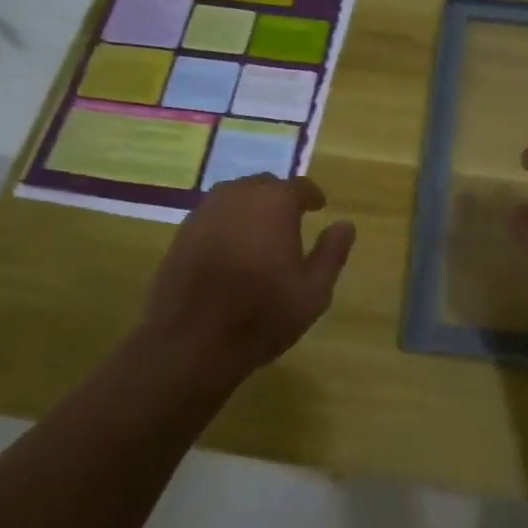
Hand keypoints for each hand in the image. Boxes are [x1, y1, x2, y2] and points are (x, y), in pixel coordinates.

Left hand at [138, 174, 355, 390]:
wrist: (190, 342)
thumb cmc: (261, 314)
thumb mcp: (313, 291)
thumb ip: (332, 253)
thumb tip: (345, 225)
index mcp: (274, 203)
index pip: (299, 187)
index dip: (311, 196)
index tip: (319, 207)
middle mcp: (238, 196)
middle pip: (264, 186)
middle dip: (279, 199)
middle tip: (290, 222)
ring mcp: (205, 212)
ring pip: (235, 198)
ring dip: (251, 209)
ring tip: (260, 234)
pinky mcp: (182, 233)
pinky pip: (213, 216)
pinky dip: (227, 224)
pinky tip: (231, 249)